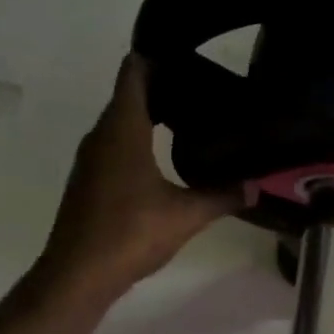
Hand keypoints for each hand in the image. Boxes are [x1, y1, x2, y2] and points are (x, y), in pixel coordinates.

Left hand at [37, 56, 243, 300]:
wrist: (77, 274)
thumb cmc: (130, 233)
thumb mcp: (186, 215)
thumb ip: (222, 195)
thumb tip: (256, 186)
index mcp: (122, 129)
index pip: (133, 72)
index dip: (157, 58)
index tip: (187, 59)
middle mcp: (101, 135)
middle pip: (128, 95)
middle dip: (161, 88)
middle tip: (201, 93)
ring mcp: (91, 159)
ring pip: (120, 122)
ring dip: (148, 116)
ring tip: (188, 121)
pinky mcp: (88, 181)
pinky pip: (114, 145)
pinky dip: (137, 140)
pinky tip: (162, 160)